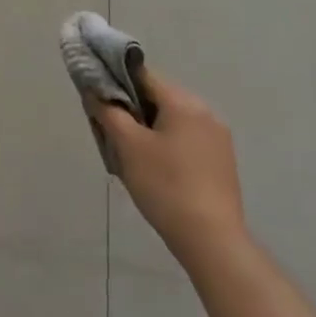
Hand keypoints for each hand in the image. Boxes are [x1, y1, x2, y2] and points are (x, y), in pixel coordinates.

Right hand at [93, 68, 247, 267]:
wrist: (212, 241)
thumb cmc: (165, 185)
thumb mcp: (127, 145)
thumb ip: (107, 110)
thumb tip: (93, 90)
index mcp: (183, 102)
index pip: (141, 74)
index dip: (115, 82)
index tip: (98, 101)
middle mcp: (205, 111)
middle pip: (157, 97)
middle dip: (131, 109)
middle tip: (111, 133)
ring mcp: (218, 138)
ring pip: (171, 119)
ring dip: (148, 128)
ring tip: (131, 156)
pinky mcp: (222, 161)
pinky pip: (186, 138)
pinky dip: (167, 144)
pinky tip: (156, 170)